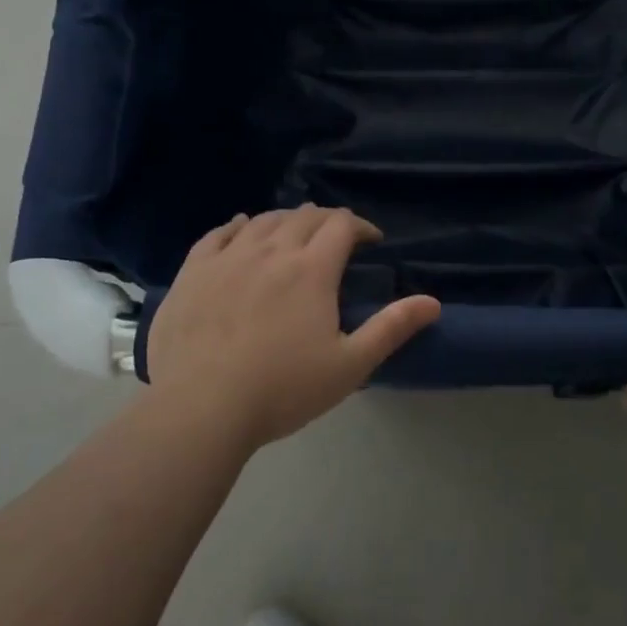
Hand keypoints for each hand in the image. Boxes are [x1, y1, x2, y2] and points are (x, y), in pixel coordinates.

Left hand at [145, 206, 440, 446]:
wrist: (201, 408)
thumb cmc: (282, 390)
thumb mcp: (349, 366)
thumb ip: (391, 328)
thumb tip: (433, 302)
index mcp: (312, 269)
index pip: (341, 225)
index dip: (360, 226)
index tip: (371, 241)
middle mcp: (271, 250)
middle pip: (303, 217)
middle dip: (326, 221)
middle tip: (335, 238)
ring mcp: (228, 258)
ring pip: (263, 220)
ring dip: (286, 220)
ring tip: (294, 232)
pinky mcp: (194, 271)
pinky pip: (219, 233)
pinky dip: (238, 225)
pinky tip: (242, 227)